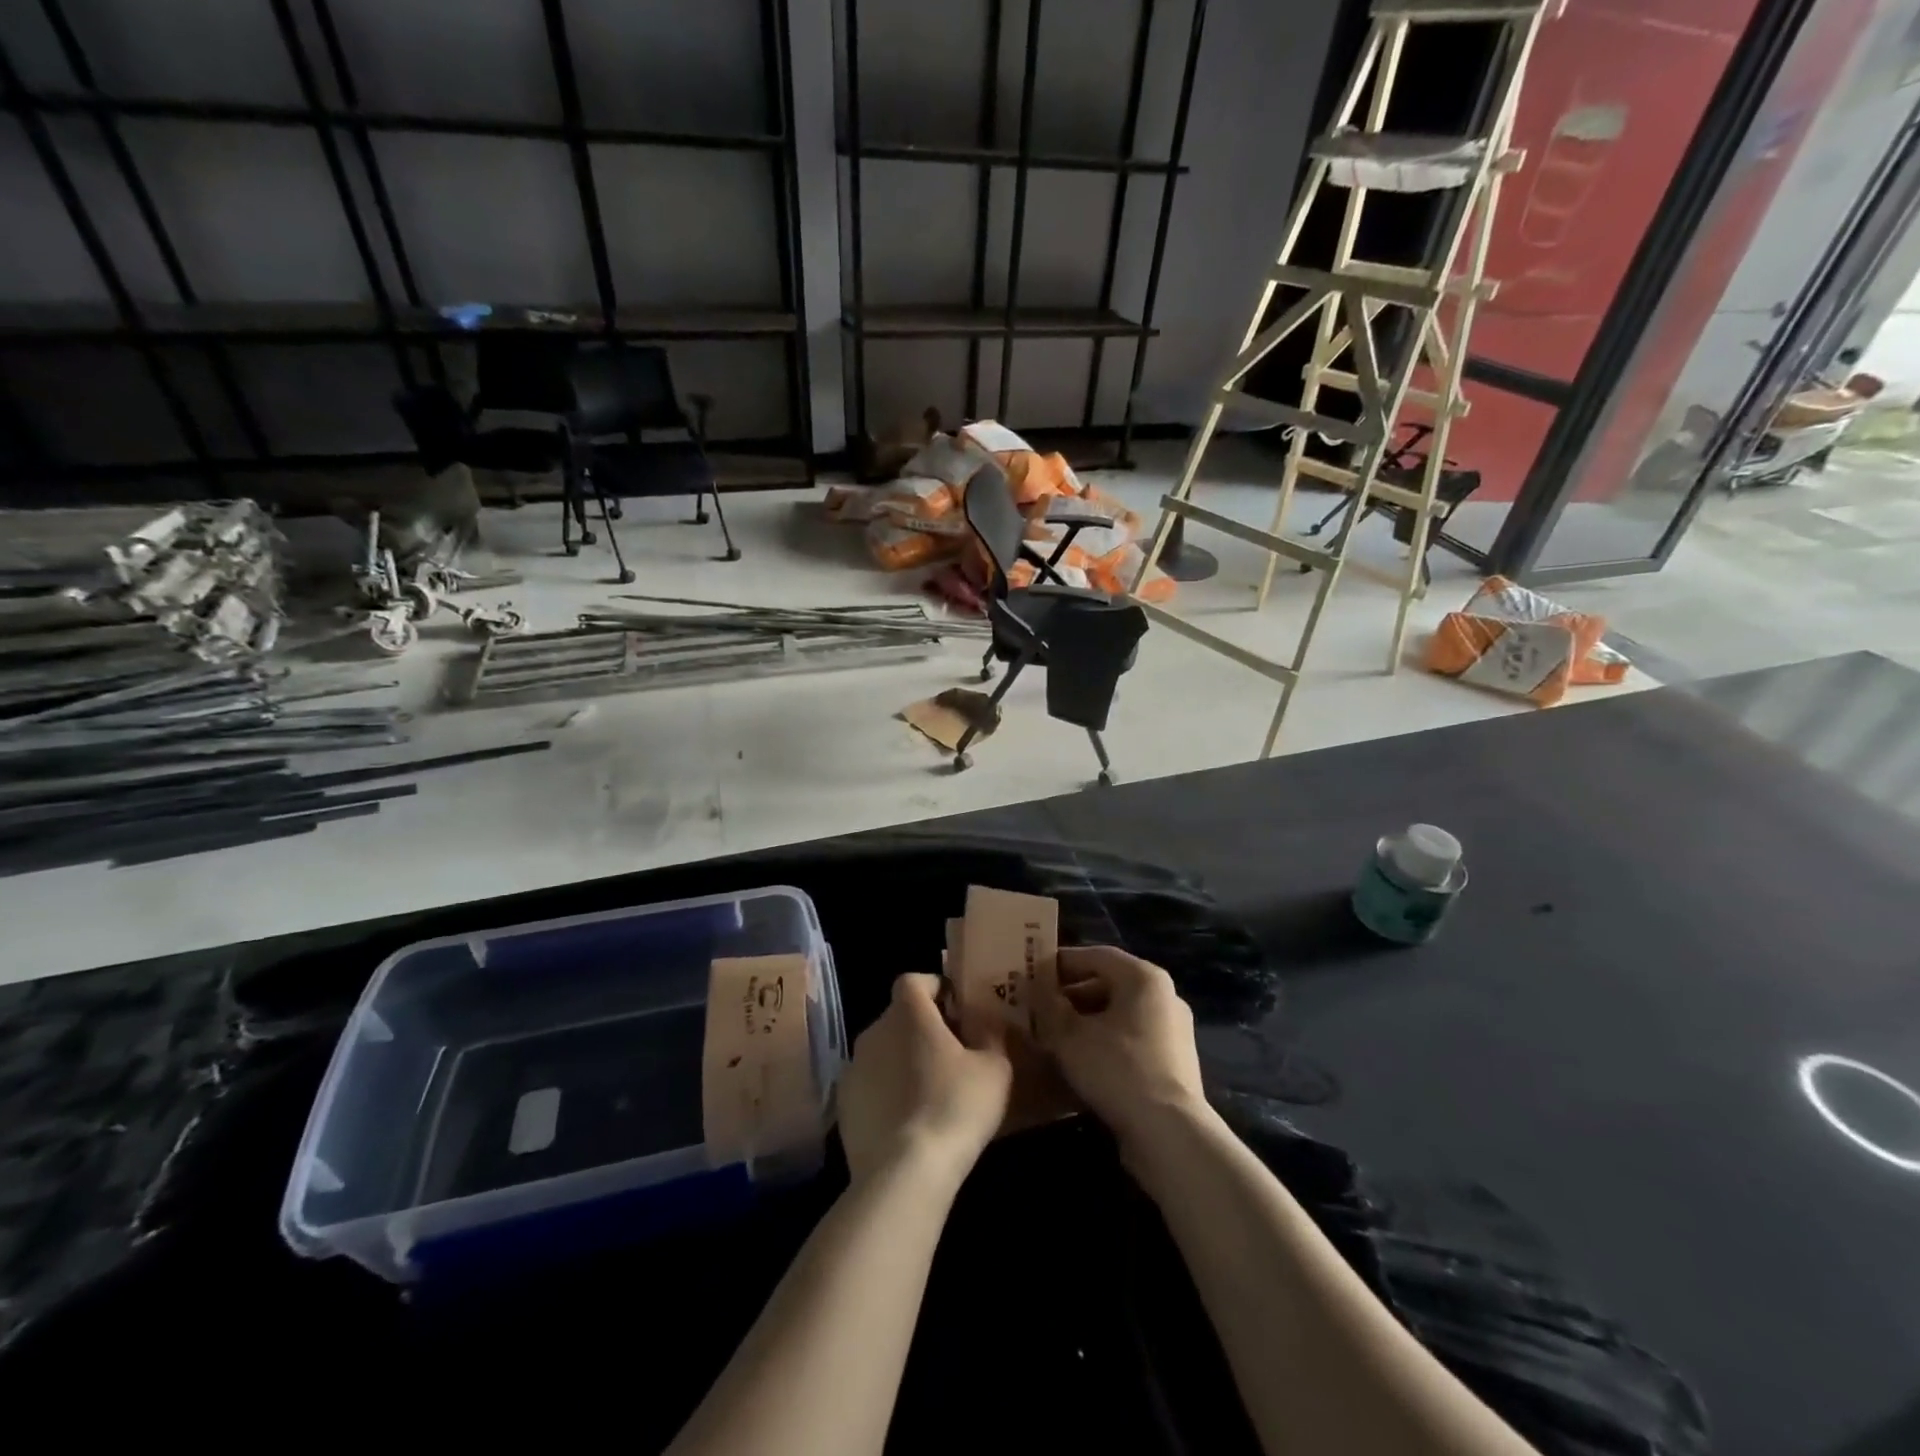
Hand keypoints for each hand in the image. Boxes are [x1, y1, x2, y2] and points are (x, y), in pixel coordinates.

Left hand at [837, 973, 1012, 1189]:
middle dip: (922, 1029)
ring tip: (930, 1092)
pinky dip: (886, 1093)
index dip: (934, 989)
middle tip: (951, 1054)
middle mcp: (873, 1031)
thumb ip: (990, 1035)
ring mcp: (853, 1068)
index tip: (956, 1010)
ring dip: (902, 1061)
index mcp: (907, 1013)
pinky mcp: (843, 1106)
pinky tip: (907, 1121)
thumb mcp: (995, 1068)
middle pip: (898, 1017)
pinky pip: (870, 1086)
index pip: (914, 980)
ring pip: (883, 1052)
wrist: (904, 1172)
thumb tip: (983, 1022)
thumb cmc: (955, 1107)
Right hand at [1034, 946, 1207, 1154]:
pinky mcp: (1173, 1062)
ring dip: (1086, 1021)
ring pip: (1119, 1014)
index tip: (1031, 975)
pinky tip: (1080, 1062)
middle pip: (1108, 984)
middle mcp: (1164, 996)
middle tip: (1039, 1008)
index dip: (1061, 963)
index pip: (1096, 955)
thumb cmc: (1117, 1069)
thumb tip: (1037, 989)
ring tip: (1053, 1037)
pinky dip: (1105, 1042)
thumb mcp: (1069, 1035)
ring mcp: (1173, 1030)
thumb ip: (1049, 1006)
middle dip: (1071, 995)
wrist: (1169, 1134)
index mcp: (1143, 977)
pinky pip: (1131, 1039)